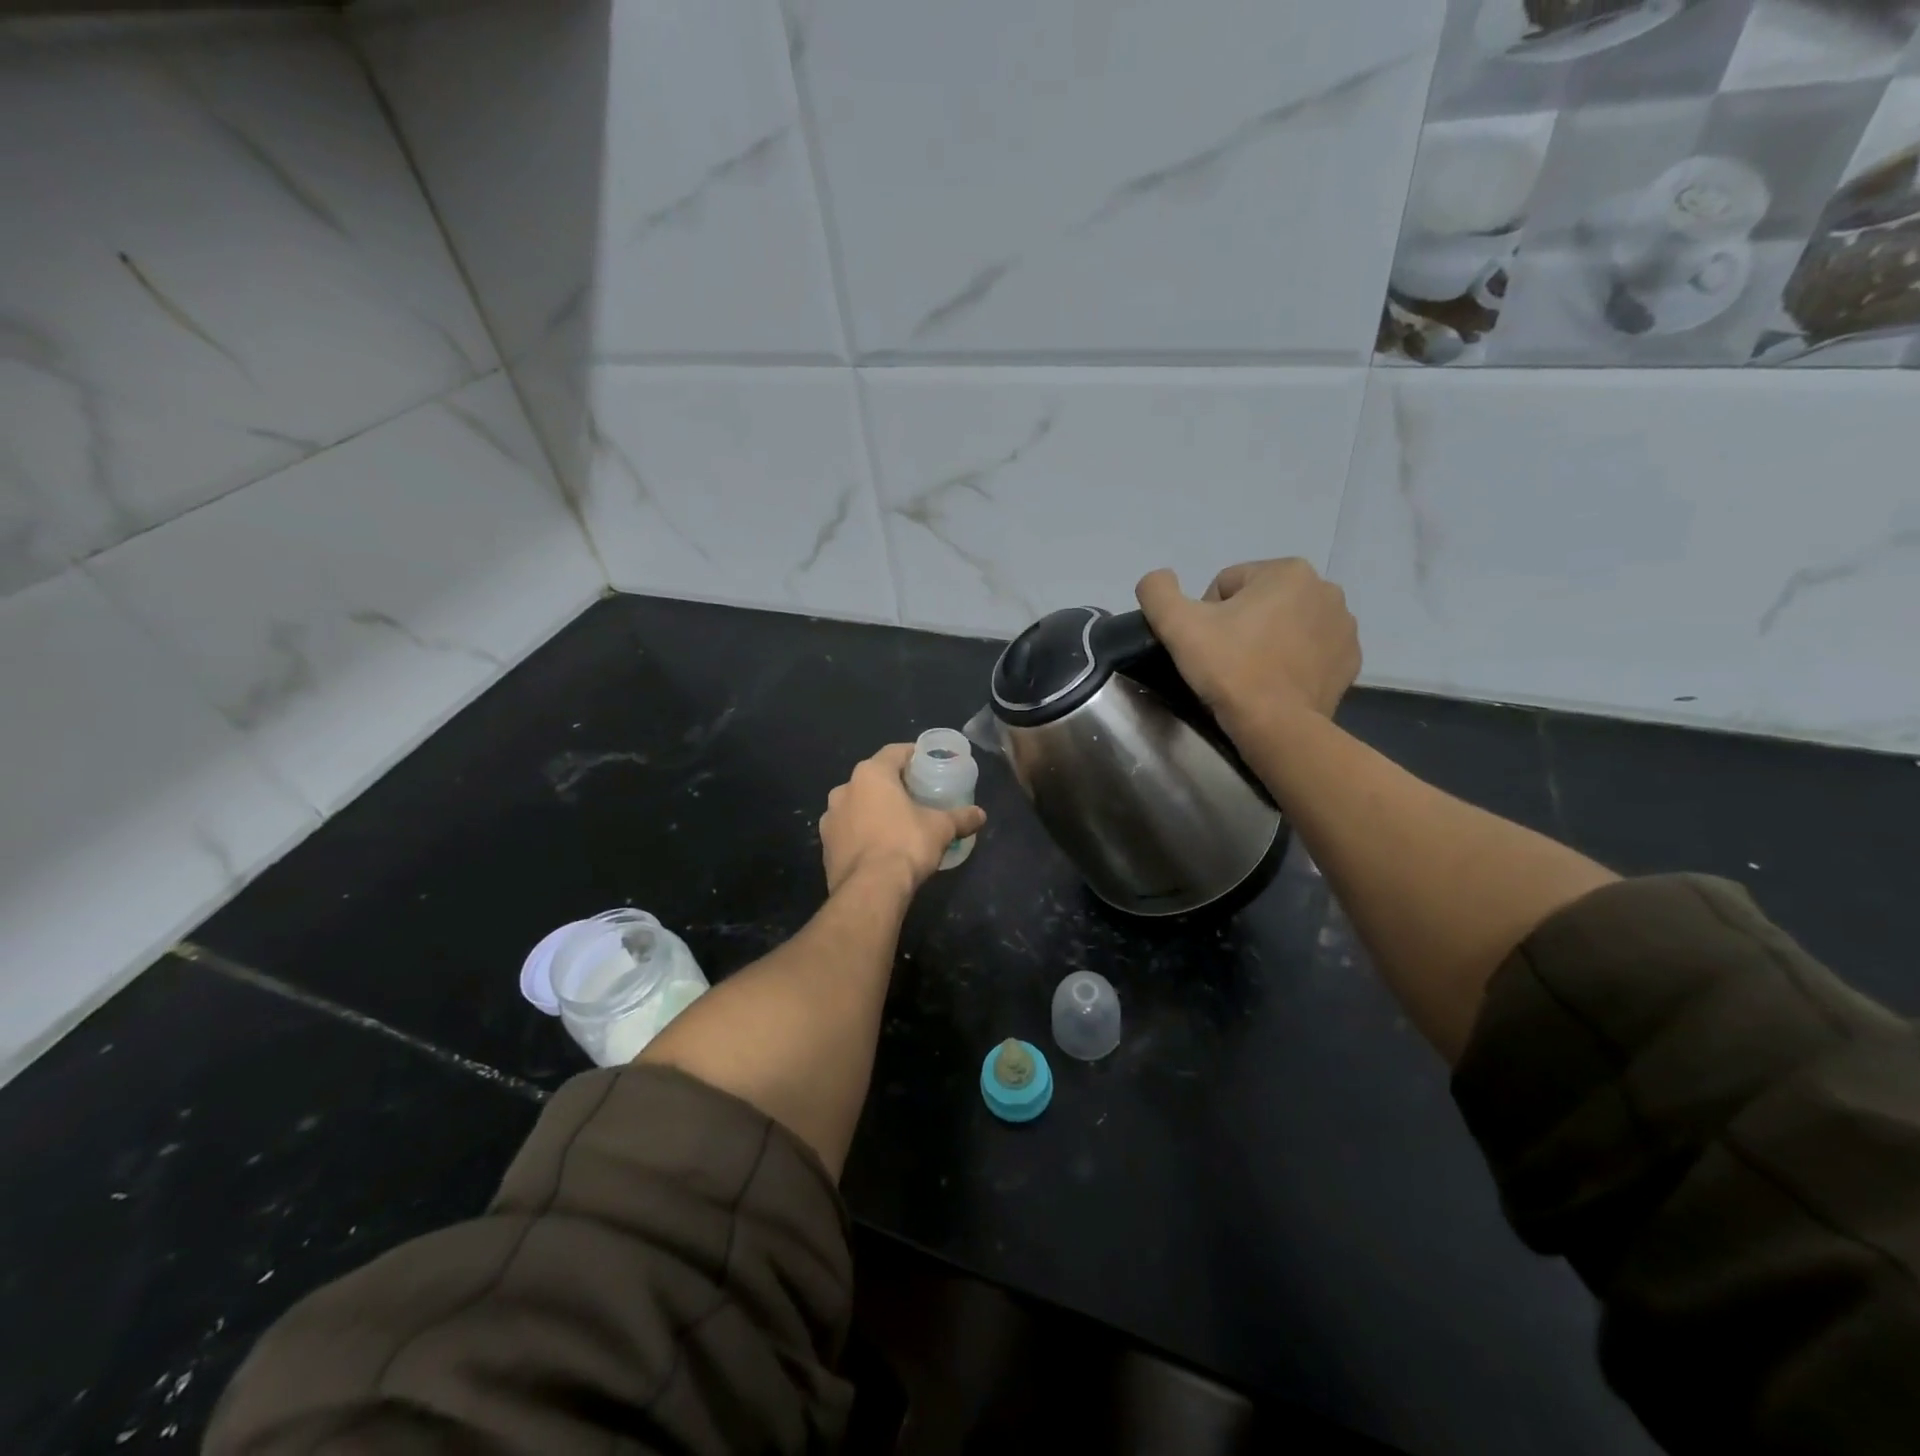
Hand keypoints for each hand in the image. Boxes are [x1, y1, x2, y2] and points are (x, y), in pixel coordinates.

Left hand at [820, 744, 987, 896]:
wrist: (869, 890)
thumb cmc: (906, 845)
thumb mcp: (941, 828)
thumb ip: (961, 818)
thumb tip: (980, 815)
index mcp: (871, 774)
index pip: (894, 752)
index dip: (913, 755)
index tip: (928, 764)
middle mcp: (844, 789)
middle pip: (874, 779)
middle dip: (893, 785)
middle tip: (916, 796)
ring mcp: (830, 818)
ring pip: (857, 805)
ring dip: (873, 810)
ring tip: (896, 824)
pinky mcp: (825, 845)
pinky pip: (848, 830)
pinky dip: (862, 833)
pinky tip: (878, 847)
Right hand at [1135, 559, 1360, 736]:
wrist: (1277, 726)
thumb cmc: (1229, 668)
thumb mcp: (1177, 624)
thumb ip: (1157, 590)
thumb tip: (1158, 579)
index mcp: (1287, 571)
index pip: (1227, 585)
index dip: (1206, 615)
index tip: (1206, 645)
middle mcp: (1325, 589)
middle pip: (1259, 602)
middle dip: (1240, 625)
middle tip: (1225, 661)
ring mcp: (1344, 626)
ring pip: (1285, 624)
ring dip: (1266, 641)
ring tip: (1250, 673)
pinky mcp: (1349, 660)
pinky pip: (1309, 650)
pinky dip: (1291, 661)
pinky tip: (1276, 682)